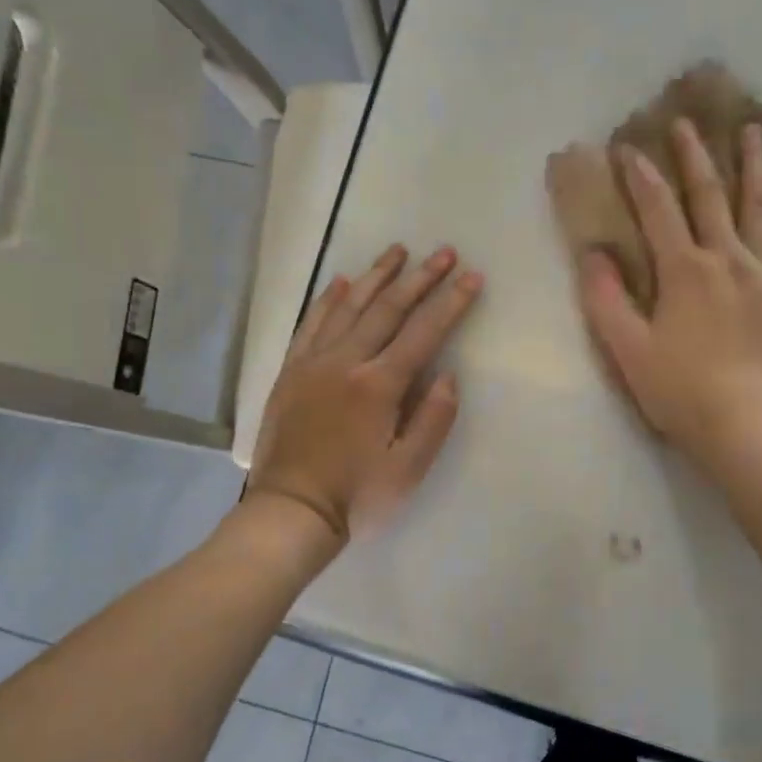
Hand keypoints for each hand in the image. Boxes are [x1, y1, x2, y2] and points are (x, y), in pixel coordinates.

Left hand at [248, 244, 483, 541]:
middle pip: (387, 309)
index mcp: (379, 385)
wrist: (290, 510)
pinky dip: (327, 301)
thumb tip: (447, 375)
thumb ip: (433, 419)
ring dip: (375, 276)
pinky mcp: (290, 373)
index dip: (451, 303)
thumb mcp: (409, 469)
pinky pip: (310, 325)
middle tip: (443, 251)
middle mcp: (346, 362)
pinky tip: (340, 283)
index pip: (424, 333)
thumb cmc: (357, 496)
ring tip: (396, 251)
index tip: (471, 275)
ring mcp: (313, 364)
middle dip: (419, 278)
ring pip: (348, 308)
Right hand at [573, 118, 761, 463]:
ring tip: (753, 129)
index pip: (658, 210)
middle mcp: (729, 257)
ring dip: (753, 164)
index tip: (628, 148)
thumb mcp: (628, 351)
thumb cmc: (682, 392)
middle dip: (694, 156)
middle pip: (710, 195)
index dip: (641, 176)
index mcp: (684, 271)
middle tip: (687, 122)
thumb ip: (606, 300)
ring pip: (761, 205)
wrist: (750, 425)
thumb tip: (592, 254)